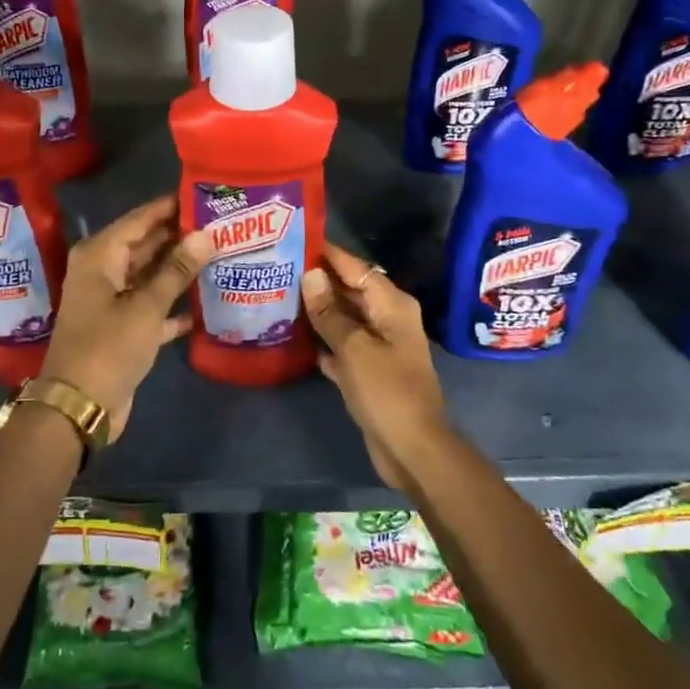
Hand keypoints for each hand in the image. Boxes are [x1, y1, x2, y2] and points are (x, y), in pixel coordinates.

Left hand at [38, 195, 207, 438]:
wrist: (79, 406)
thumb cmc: (108, 347)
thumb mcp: (146, 306)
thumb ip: (177, 269)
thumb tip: (206, 234)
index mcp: (100, 255)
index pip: (141, 218)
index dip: (172, 207)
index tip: (207, 197)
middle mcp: (103, 271)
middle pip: (146, 244)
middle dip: (181, 238)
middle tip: (223, 226)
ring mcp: (111, 300)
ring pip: (151, 275)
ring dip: (181, 270)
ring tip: (222, 255)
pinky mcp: (122, 327)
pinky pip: (152, 306)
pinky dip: (174, 305)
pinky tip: (206, 301)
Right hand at [302, 244, 449, 490]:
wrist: (412, 450)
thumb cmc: (387, 392)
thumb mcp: (354, 349)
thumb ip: (330, 313)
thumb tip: (310, 275)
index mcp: (392, 305)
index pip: (356, 268)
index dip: (328, 254)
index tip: (295, 238)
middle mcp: (387, 319)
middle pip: (349, 291)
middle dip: (317, 281)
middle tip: (277, 268)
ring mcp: (377, 346)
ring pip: (342, 319)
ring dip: (316, 311)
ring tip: (278, 295)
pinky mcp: (367, 371)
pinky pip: (340, 345)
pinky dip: (321, 340)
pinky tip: (291, 335)